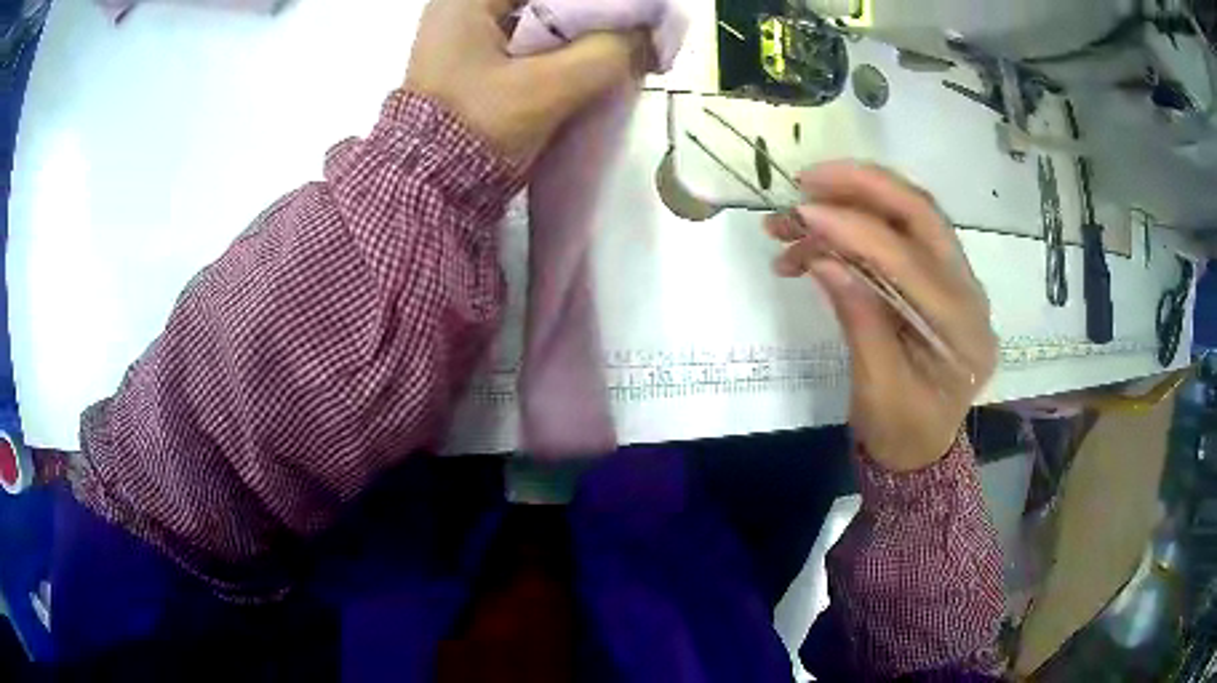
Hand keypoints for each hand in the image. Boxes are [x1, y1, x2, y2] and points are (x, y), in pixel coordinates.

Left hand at [405, 0, 648, 166]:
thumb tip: (646, 35)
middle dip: (589, 13)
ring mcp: (465, 36)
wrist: (431, 189)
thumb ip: (606, 53)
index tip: (629, 17)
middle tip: (628, 33)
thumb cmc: (477, 128)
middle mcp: (461, 9)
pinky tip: (590, 60)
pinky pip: (529, 39)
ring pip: (539, 17)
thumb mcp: (547, 88)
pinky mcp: (475, 62)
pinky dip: (561, 47)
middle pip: (543, 0)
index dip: (594, 1)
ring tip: (618, 46)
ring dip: (579, 31)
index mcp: (466, 0)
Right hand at [765, 163, 997, 472]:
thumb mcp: (879, 391)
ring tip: (792, 218)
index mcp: (963, 330)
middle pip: (921, 214)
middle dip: (863, 186)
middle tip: (807, 179)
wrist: (922, 446)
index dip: (856, 230)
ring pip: (908, 215)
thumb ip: (861, 322)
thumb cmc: (903, 430)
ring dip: (851, 202)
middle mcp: (969, 292)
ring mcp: (955, 279)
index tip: (803, 213)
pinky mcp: (935, 276)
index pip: (912, 261)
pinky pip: (897, 234)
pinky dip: (853, 227)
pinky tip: (811, 244)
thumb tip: (823, 259)